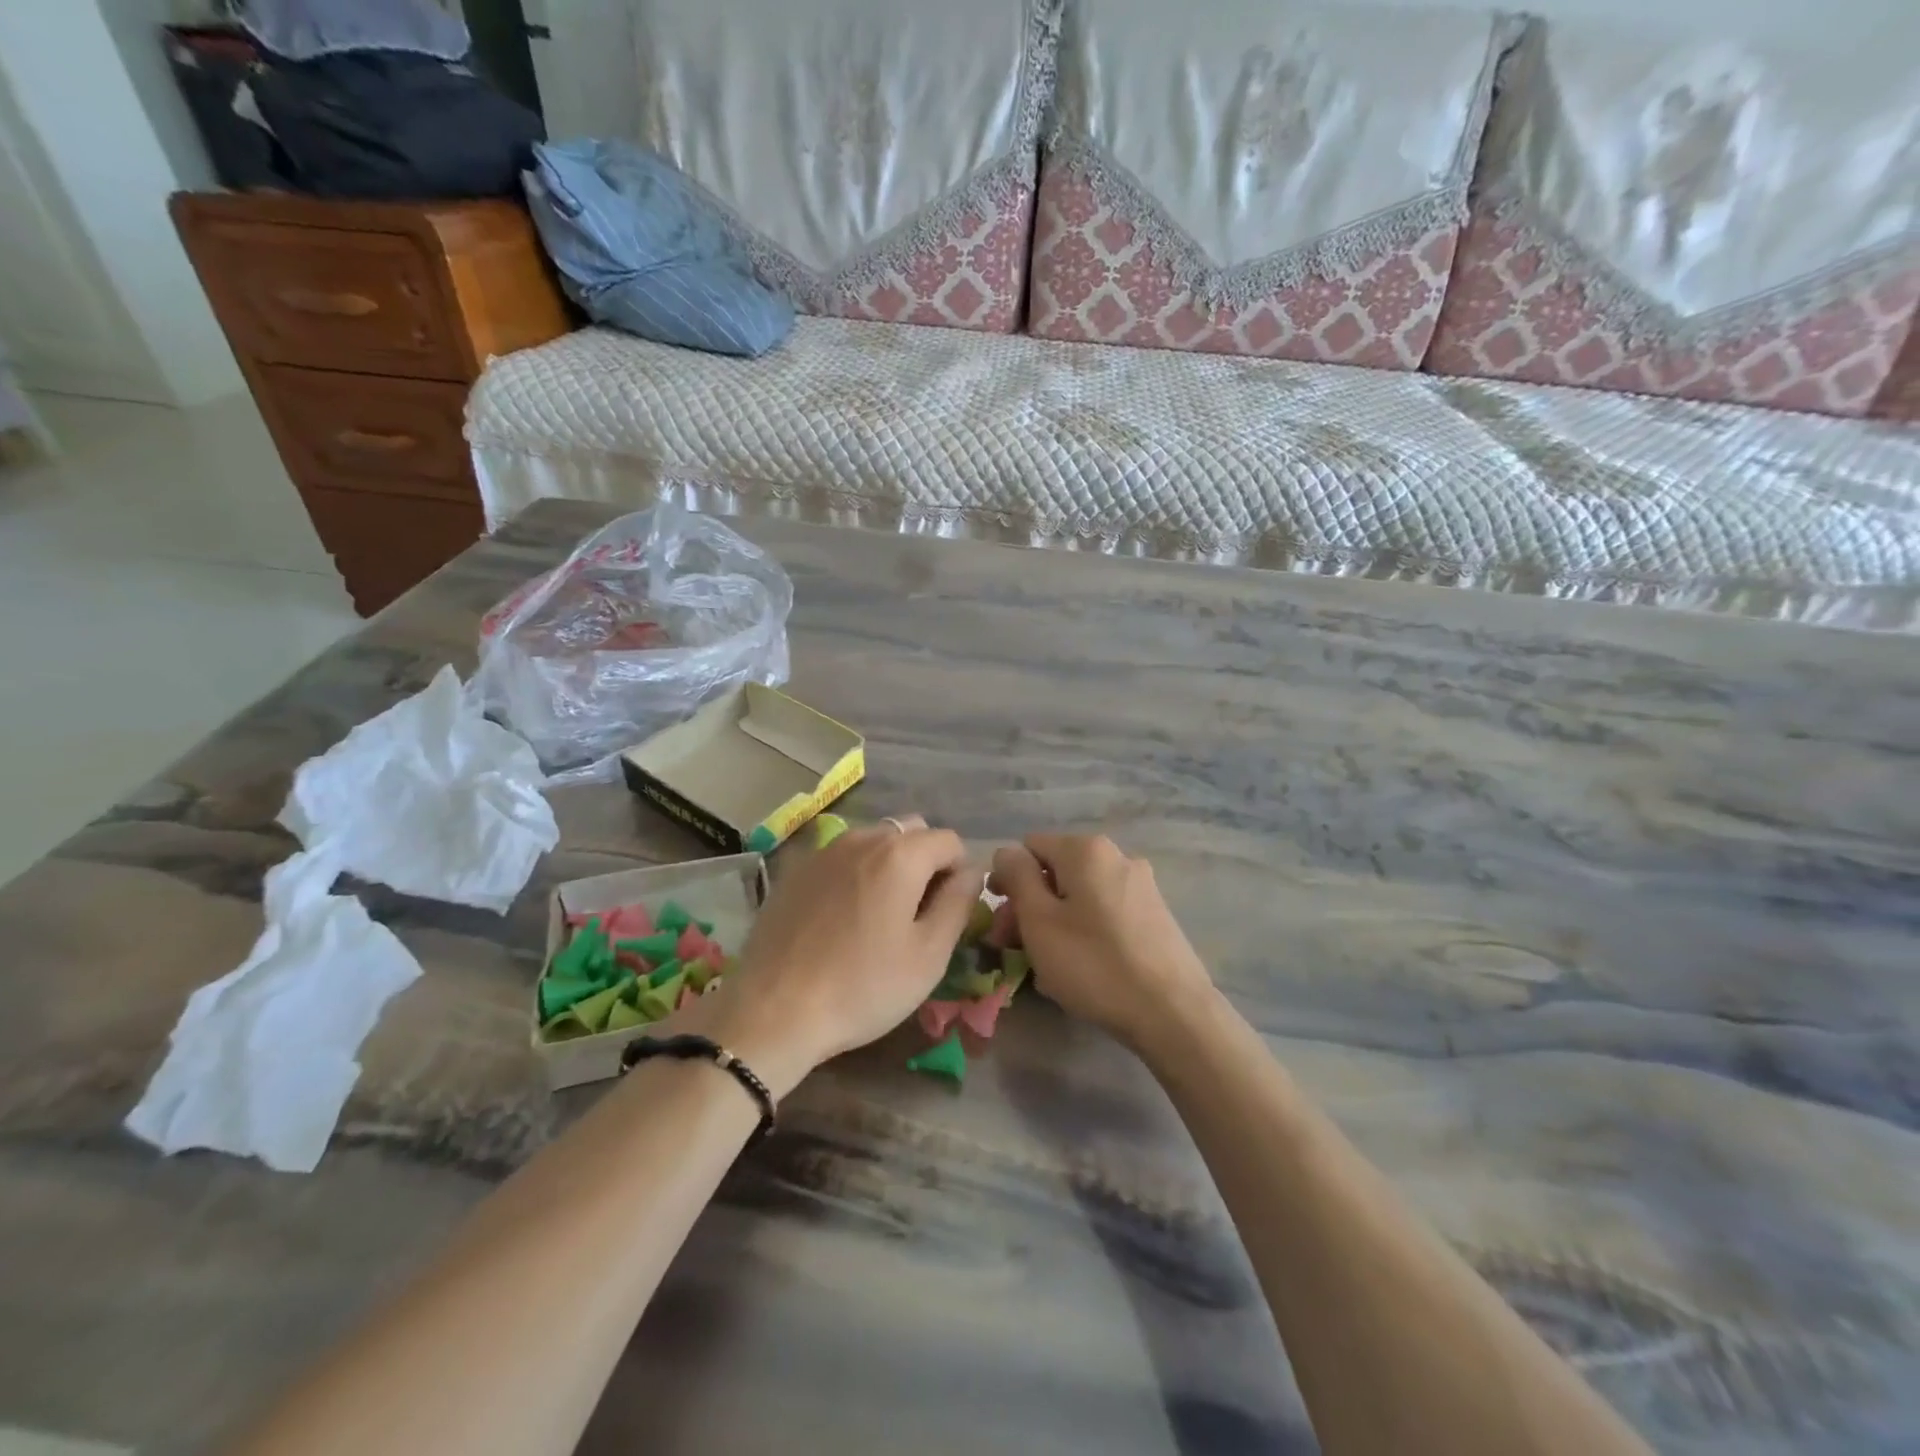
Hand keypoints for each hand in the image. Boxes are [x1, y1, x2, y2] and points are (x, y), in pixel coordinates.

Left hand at [698, 816, 979, 1097]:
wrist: (774, 1010)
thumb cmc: (863, 986)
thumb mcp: (929, 954)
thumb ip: (959, 903)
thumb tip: (972, 871)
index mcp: (900, 854)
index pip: (950, 841)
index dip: (959, 873)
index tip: (947, 913)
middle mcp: (862, 838)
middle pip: (911, 832)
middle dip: (925, 862)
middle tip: (917, 913)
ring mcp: (823, 851)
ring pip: (873, 841)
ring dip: (888, 865)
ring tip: (878, 915)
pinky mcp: (795, 870)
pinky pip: (840, 857)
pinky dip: (854, 873)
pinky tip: (841, 917)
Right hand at [989, 833, 1214, 1054]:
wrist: (1172, 1012)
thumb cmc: (1093, 964)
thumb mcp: (1039, 920)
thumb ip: (1017, 876)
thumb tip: (1008, 852)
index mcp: (1086, 849)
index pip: (1028, 847)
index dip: (1007, 880)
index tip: (999, 921)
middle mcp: (1117, 856)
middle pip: (1055, 872)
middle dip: (1029, 906)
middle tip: (1013, 948)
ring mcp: (1141, 885)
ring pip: (1080, 895)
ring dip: (1054, 922)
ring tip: (1045, 966)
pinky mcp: (1154, 915)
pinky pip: (1104, 913)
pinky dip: (1084, 932)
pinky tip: (1081, 968)